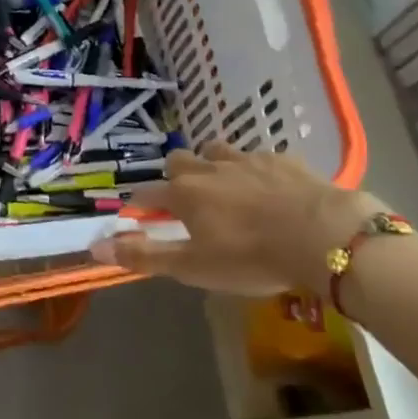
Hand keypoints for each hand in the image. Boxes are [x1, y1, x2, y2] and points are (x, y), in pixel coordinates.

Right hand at [89, 142, 383, 294]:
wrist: (322, 235)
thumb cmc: (251, 257)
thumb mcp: (193, 267)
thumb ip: (144, 255)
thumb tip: (94, 245)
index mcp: (185, 194)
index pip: (148, 193)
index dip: (140, 204)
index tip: (139, 216)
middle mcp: (209, 168)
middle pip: (180, 160)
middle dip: (178, 176)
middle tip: (188, 201)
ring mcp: (247, 159)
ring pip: (217, 151)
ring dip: (214, 165)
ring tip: (226, 187)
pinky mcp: (282, 159)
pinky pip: (259, 157)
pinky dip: (255, 170)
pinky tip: (269, 188)